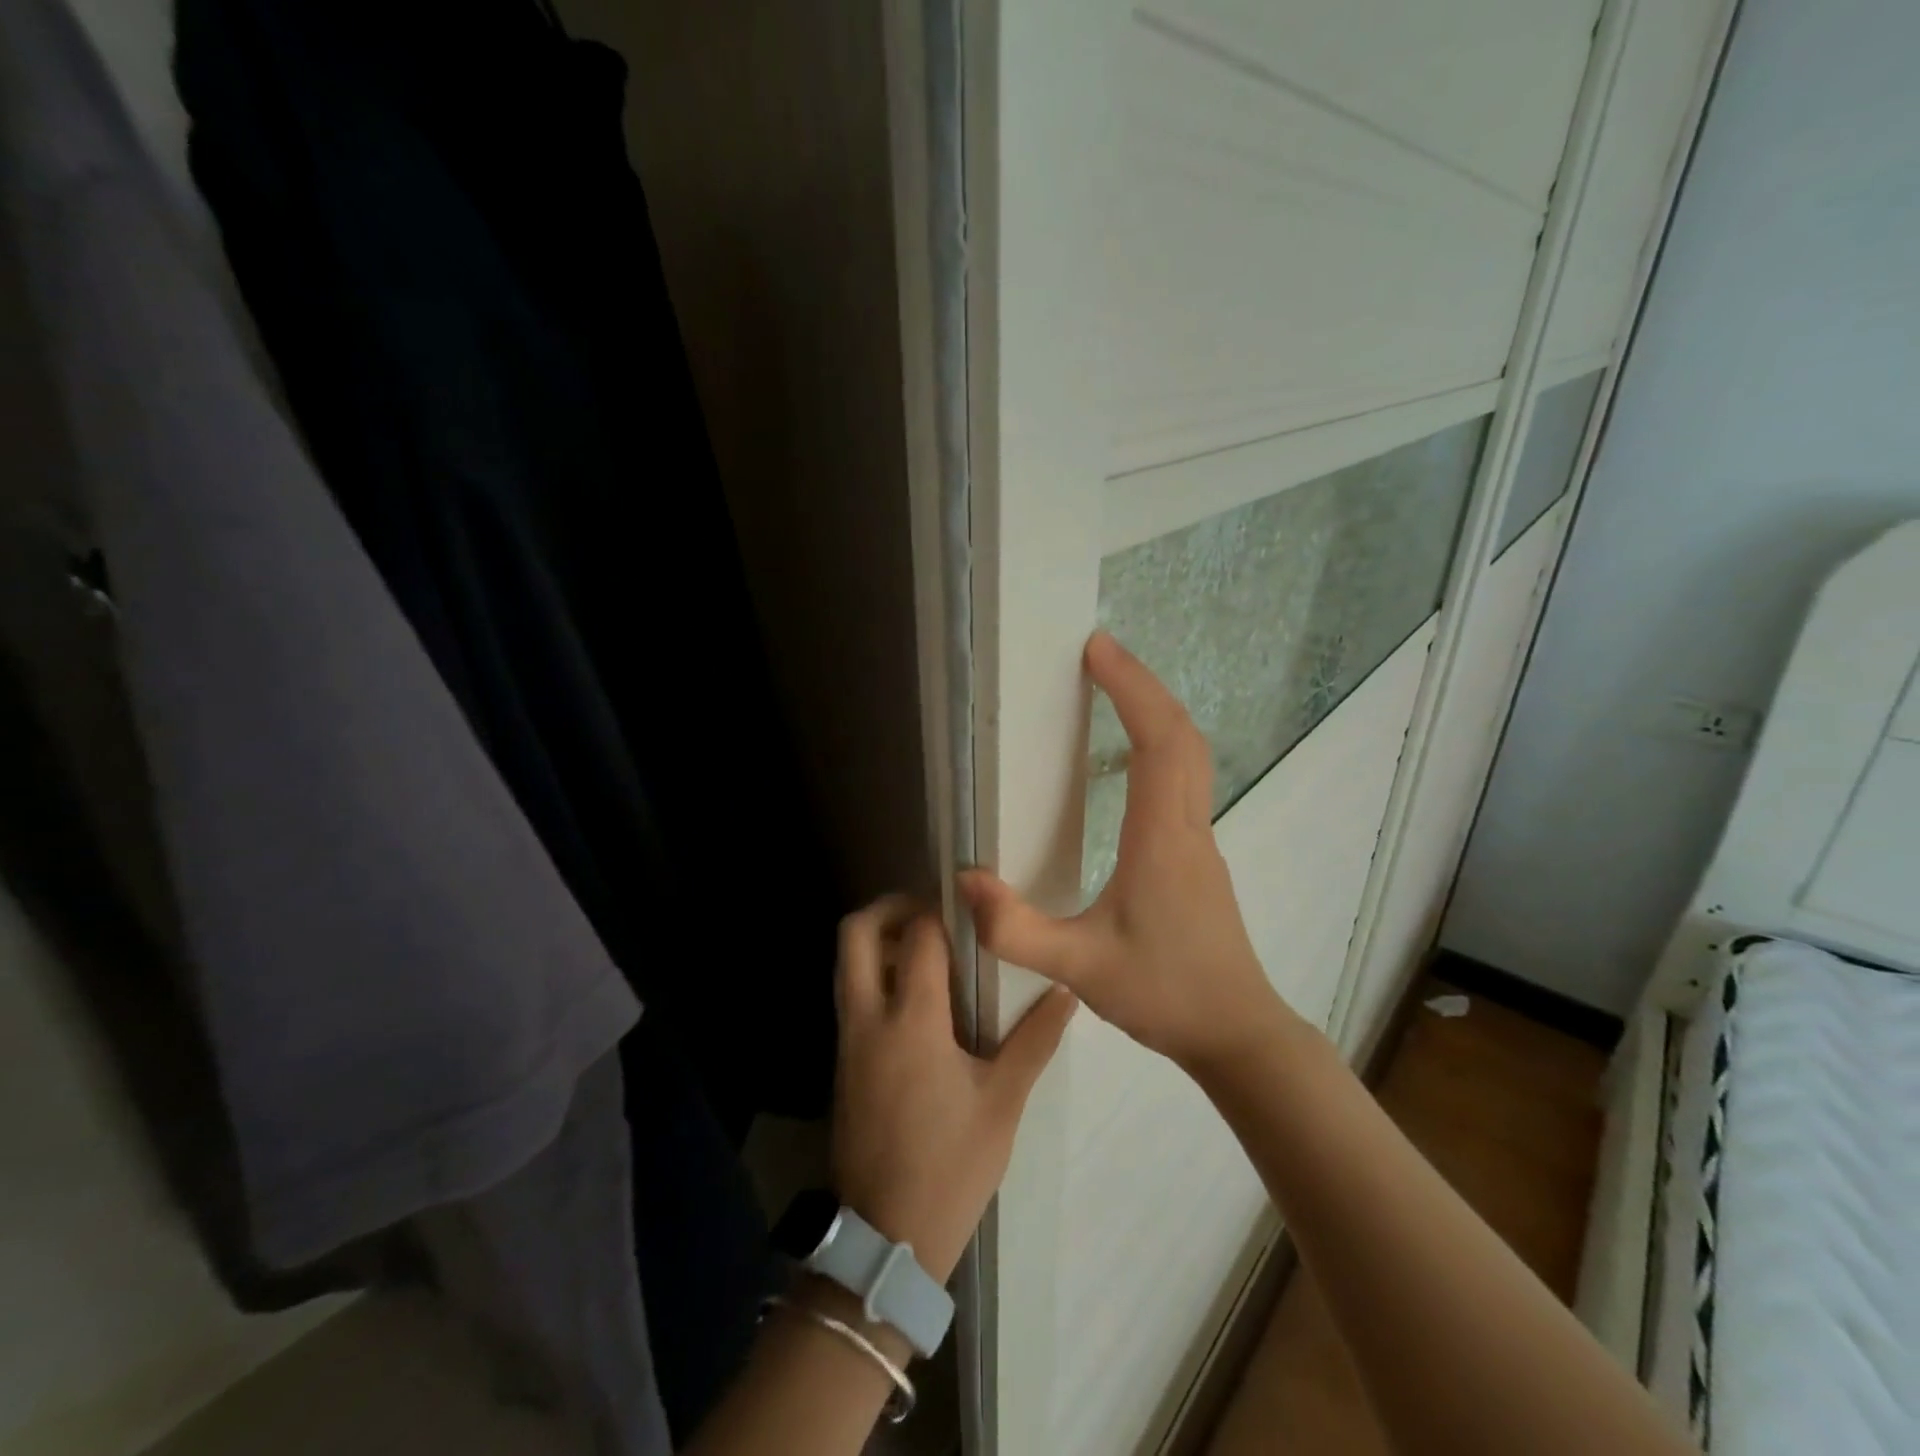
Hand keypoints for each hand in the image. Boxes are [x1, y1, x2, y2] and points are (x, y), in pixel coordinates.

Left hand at [831, 897, 1075, 1282]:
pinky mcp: (843, 1061)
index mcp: (911, 1021)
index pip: (917, 937)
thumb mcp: (1002, 1104)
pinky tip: (916, 999)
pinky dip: (873, 974)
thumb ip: (1034, 1040)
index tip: (969, 909)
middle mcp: (869, 1018)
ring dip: (878, 940)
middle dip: (888, 907)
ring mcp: (848, 1040)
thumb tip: (1066, 990)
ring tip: (928, 950)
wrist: (885, 1238)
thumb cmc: (950, 1167)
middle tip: (931, 912)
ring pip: (846, 963)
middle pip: (855, 933)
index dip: (940, 912)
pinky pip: (850, 995)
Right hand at [959, 631, 1293, 1071]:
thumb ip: (1017, 929)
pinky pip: (1184, 779)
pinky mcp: (1197, 856)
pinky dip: (1161, 745)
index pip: (1158, 741)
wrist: (1236, 1033)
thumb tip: (965, 880)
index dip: (1131, 688)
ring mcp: (1199, 840)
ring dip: (1155, 712)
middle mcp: (1187, 825)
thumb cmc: (1164, 994)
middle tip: (1100, 656)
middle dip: (1143, 685)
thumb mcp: (1080, 968)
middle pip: (1182, 734)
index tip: (1097, 650)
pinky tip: (1130, 761)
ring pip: (1189, 755)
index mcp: (1162, 838)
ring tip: (1113, 691)